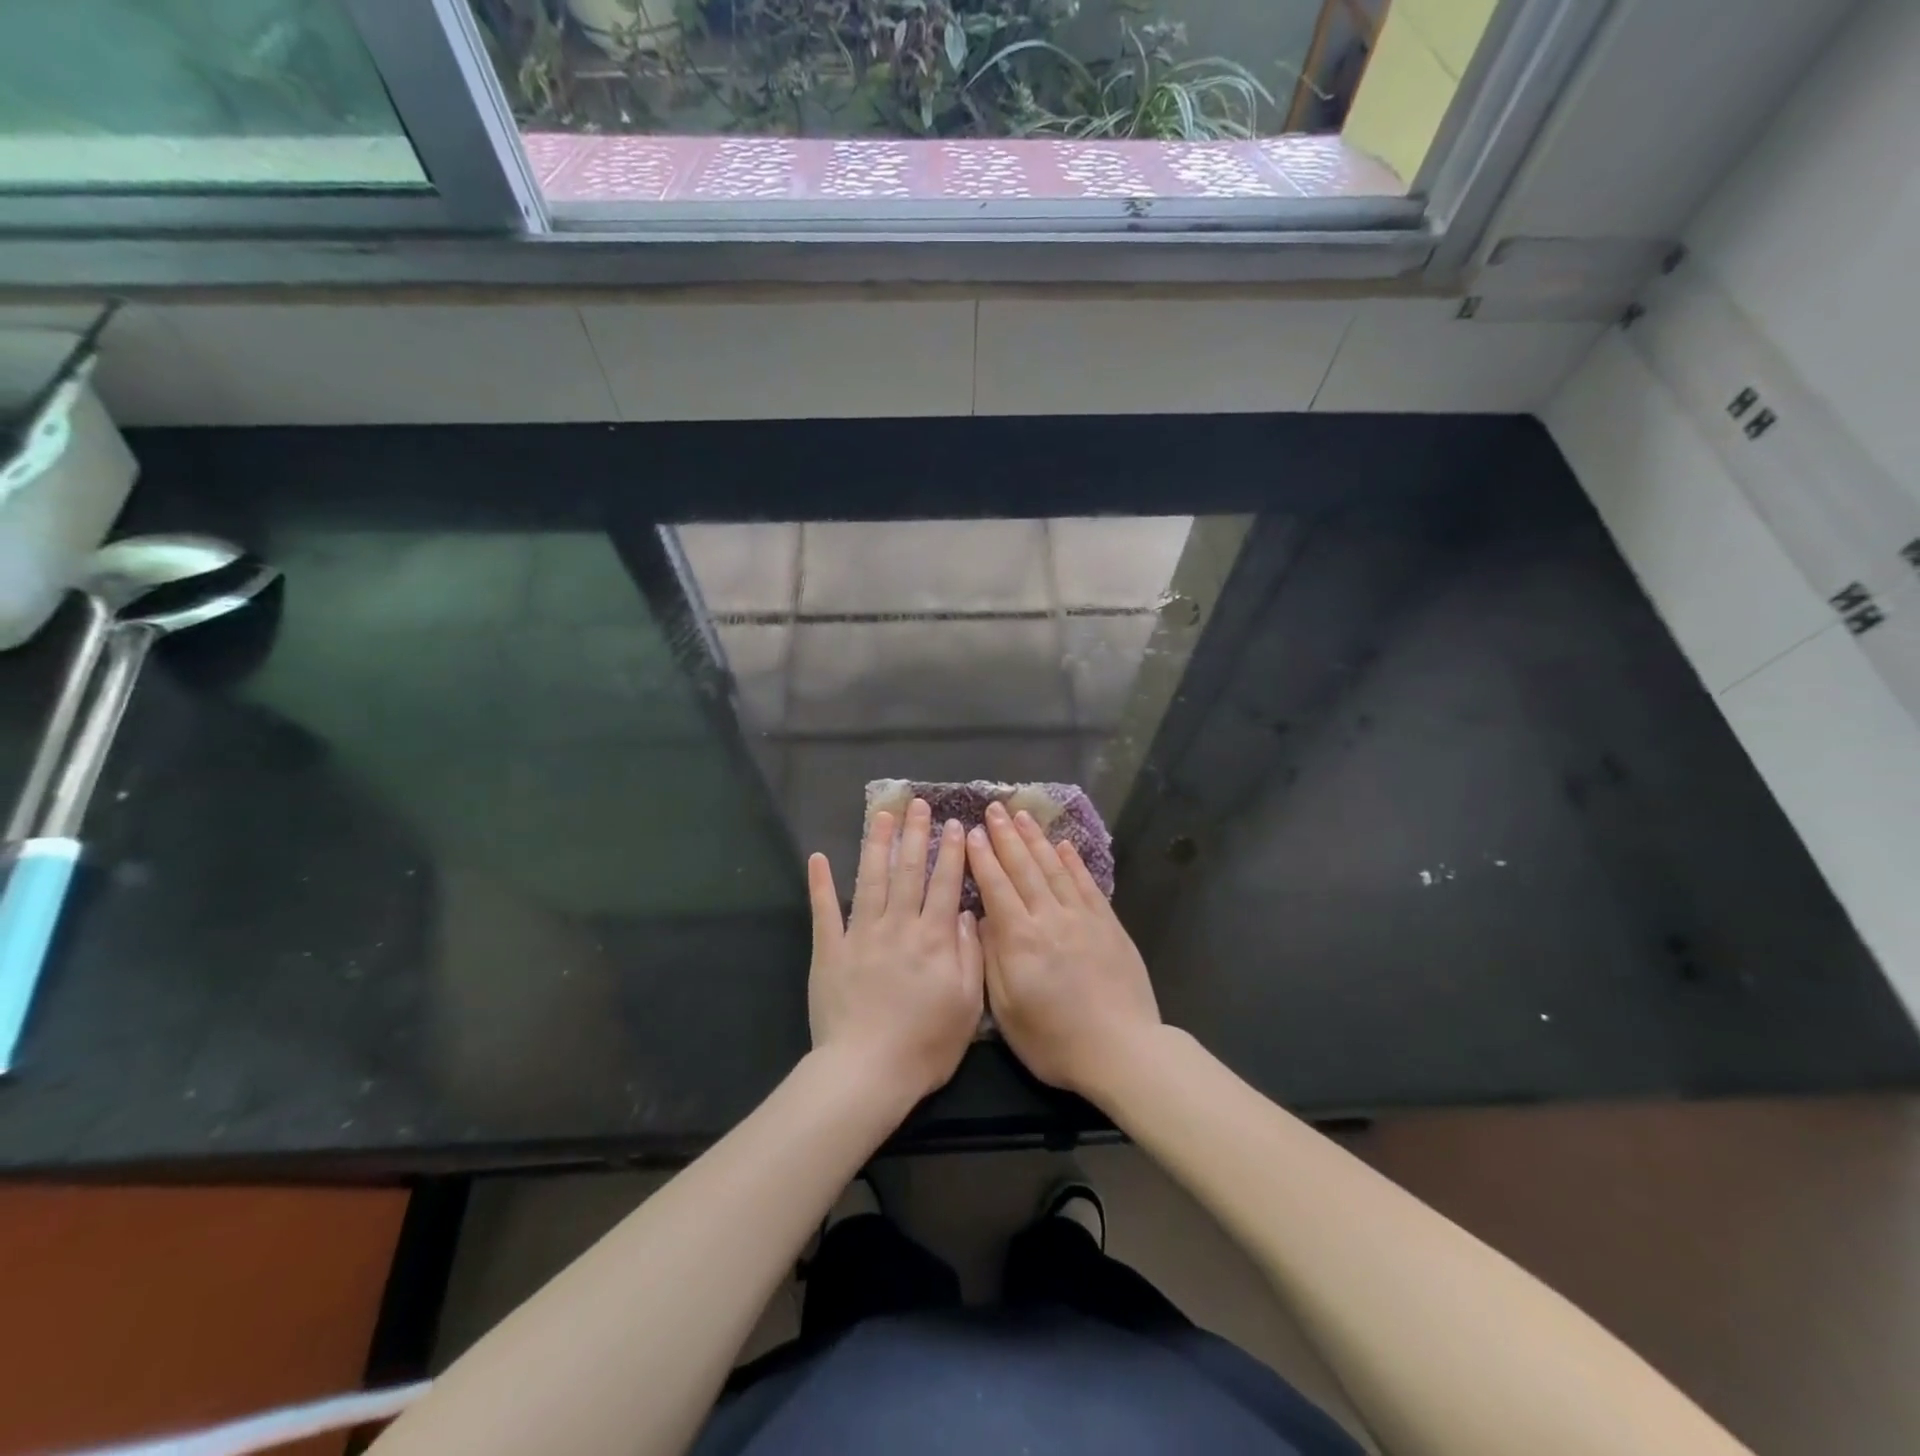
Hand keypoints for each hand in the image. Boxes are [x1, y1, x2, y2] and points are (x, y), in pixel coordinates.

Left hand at [807, 799, 984, 1107]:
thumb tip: (962, 912)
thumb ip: (969, 955)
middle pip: (907, 871)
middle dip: (914, 834)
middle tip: (917, 803)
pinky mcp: (829, 951)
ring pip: (871, 880)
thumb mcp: (966, 1005)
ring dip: (876, 844)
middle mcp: (897, 926)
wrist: (867, 1072)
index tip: (954, 824)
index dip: (950, 852)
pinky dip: (821, 884)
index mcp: (932, 938)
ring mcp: (860, 935)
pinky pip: (824, 911)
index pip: (944, 884)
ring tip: (881, 815)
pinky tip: (818, 857)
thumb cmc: (925, 1045)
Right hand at [965, 802, 1160, 1099]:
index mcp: (1021, 939)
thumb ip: (993, 959)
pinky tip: (1064, 845)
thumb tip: (983, 918)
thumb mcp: (1008, 1010)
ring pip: (1055, 868)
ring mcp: (1082, 918)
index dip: (982, 857)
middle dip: (1006, 836)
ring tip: (1022, 815)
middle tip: (994, 808)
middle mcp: (1050, 918)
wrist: (1121, 1050)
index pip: (996, 886)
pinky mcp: (1108, 924)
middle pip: (1025, 868)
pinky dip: (1074, 861)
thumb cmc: (1054, 1041)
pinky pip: (1086, 884)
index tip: (971, 831)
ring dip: (1036, 839)